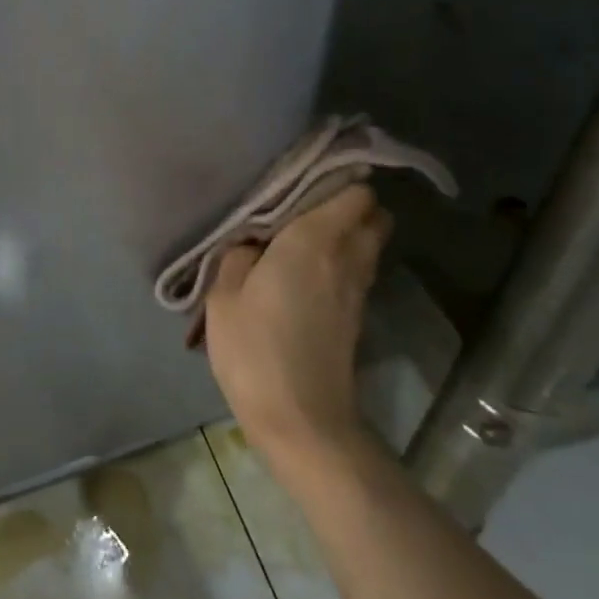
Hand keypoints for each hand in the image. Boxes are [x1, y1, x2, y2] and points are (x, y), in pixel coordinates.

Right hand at [204, 184, 391, 472]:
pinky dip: (343, 261)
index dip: (338, 178)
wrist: (302, 420)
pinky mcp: (357, 317)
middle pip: (373, 214)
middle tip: (306, 207)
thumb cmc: (255, 349)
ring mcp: (358, 289)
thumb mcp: (224, 296)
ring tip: (304, 237)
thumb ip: (238, 255)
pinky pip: (359, 269)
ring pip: (370, 243)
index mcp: (314, 240)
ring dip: (348, 232)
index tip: (307, 177)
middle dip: (350, 203)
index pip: (354, 191)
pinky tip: (307, 273)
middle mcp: (346, 257)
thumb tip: (253, 244)